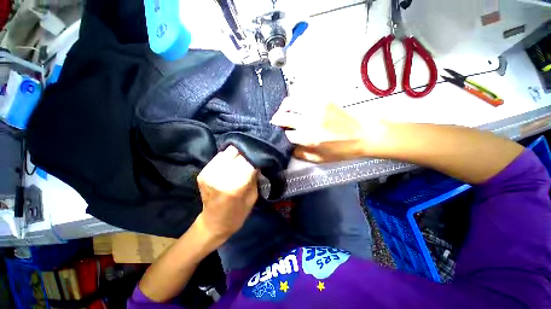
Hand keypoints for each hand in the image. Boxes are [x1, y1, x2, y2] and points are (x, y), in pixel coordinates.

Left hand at [196, 146, 258, 246]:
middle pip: (237, 153)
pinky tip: (230, 165)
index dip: (255, 158)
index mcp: (235, 187)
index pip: (248, 162)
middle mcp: (220, 177)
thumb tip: (257, 161)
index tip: (260, 159)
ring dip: (236, 155)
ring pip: (227, 152)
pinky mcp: (202, 173)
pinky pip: (219, 157)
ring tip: (241, 161)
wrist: (213, 224)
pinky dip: (227, 158)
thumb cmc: (238, 214)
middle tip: (251, 159)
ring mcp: (208, 174)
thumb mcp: (252, 197)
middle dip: (246, 154)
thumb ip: (254, 178)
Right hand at [270, 97, 386, 162]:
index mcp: (309, 139)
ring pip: (289, 103)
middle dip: (277, 120)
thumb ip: (300, 154)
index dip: (281, 135)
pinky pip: (302, 96)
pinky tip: (297, 106)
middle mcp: (309, 122)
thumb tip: (288, 147)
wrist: (364, 134)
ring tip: (285, 112)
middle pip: (283, 117)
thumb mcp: (319, 159)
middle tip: (277, 122)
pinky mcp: (322, 99)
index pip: (285, 134)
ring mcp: (315, 108)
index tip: (282, 134)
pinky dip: (295, 101)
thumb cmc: (342, 150)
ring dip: (283, 108)